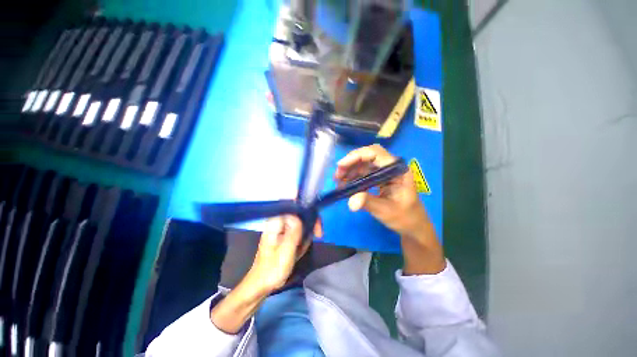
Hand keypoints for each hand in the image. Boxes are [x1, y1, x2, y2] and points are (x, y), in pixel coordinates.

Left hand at [248, 215, 316, 292]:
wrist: (262, 284)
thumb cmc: (272, 269)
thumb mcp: (286, 251)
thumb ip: (294, 232)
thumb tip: (300, 215)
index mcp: (275, 222)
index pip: (295, 206)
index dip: (308, 212)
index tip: (316, 225)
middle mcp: (278, 221)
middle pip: (300, 212)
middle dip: (310, 224)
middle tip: (318, 234)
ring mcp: (281, 227)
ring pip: (301, 221)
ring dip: (306, 234)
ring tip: (302, 249)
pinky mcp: (284, 233)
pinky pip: (298, 230)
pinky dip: (302, 239)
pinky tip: (299, 250)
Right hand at [335, 144, 445, 274]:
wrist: (413, 226)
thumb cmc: (405, 218)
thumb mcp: (386, 211)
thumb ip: (368, 203)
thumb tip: (350, 201)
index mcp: (397, 170)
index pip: (376, 153)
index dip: (357, 156)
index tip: (341, 165)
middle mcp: (391, 167)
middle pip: (367, 156)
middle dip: (350, 163)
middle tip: (337, 176)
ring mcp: (384, 172)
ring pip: (363, 164)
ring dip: (349, 171)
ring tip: (338, 182)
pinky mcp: (379, 179)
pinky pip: (363, 173)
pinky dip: (353, 178)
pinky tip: (345, 185)